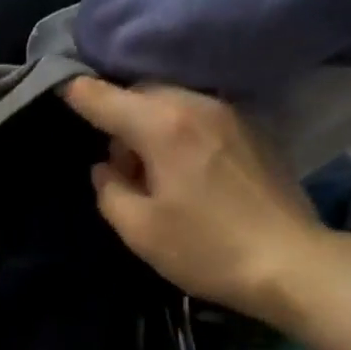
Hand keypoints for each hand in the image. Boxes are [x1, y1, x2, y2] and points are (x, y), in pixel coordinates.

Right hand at [62, 77, 327, 319]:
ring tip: (156, 173)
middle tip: (120, 167)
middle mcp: (198, 105)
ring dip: (153, 125)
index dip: (79, 94)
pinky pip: (203, 116)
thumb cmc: (205, 249)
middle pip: (144, 93)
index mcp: (163, 126)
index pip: (107, 98)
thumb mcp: (139, 230)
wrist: (288, 262)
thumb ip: (109, 191)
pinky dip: (183, 130)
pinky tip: (190, 172)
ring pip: (176, 102)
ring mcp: (232, 113)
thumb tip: (105, 168)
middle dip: (121, 118)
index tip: (61, 87)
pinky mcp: (256, 129)